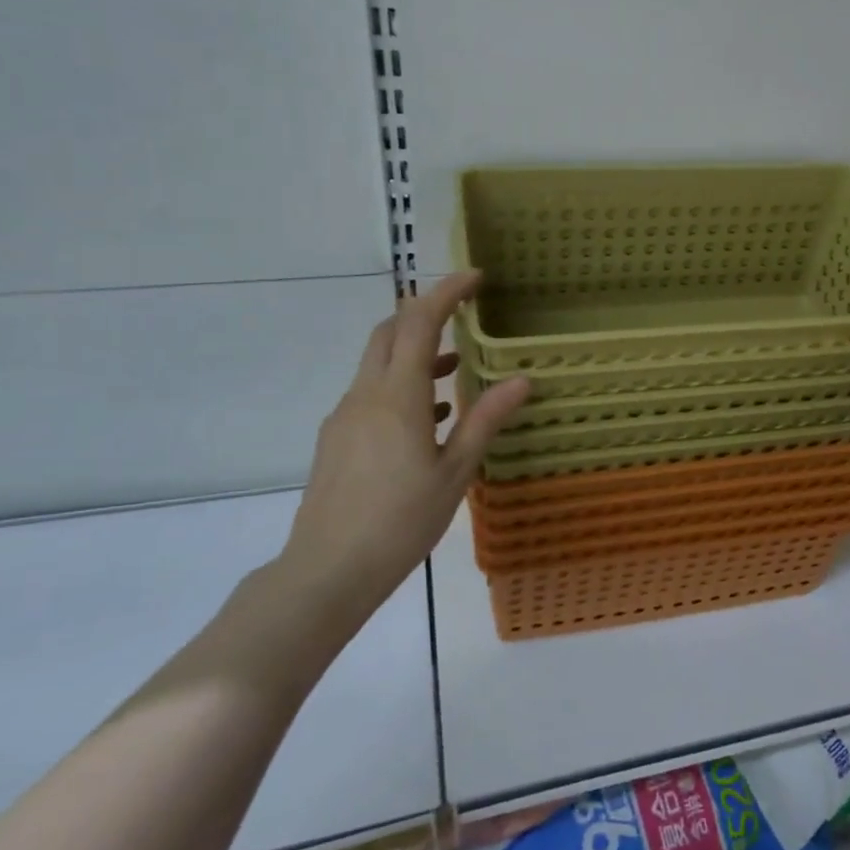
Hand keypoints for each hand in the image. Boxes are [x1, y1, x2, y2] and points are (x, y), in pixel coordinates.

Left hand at [277, 272, 529, 613]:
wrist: (328, 571)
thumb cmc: (402, 522)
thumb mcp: (455, 471)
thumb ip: (485, 419)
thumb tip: (521, 380)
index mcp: (397, 396)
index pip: (419, 322)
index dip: (446, 292)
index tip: (475, 278)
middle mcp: (365, 394)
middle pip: (389, 331)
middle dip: (424, 312)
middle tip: (463, 312)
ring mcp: (345, 416)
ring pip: (378, 362)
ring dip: (413, 350)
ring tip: (454, 366)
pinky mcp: (336, 438)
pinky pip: (370, 392)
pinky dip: (400, 384)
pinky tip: (427, 417)